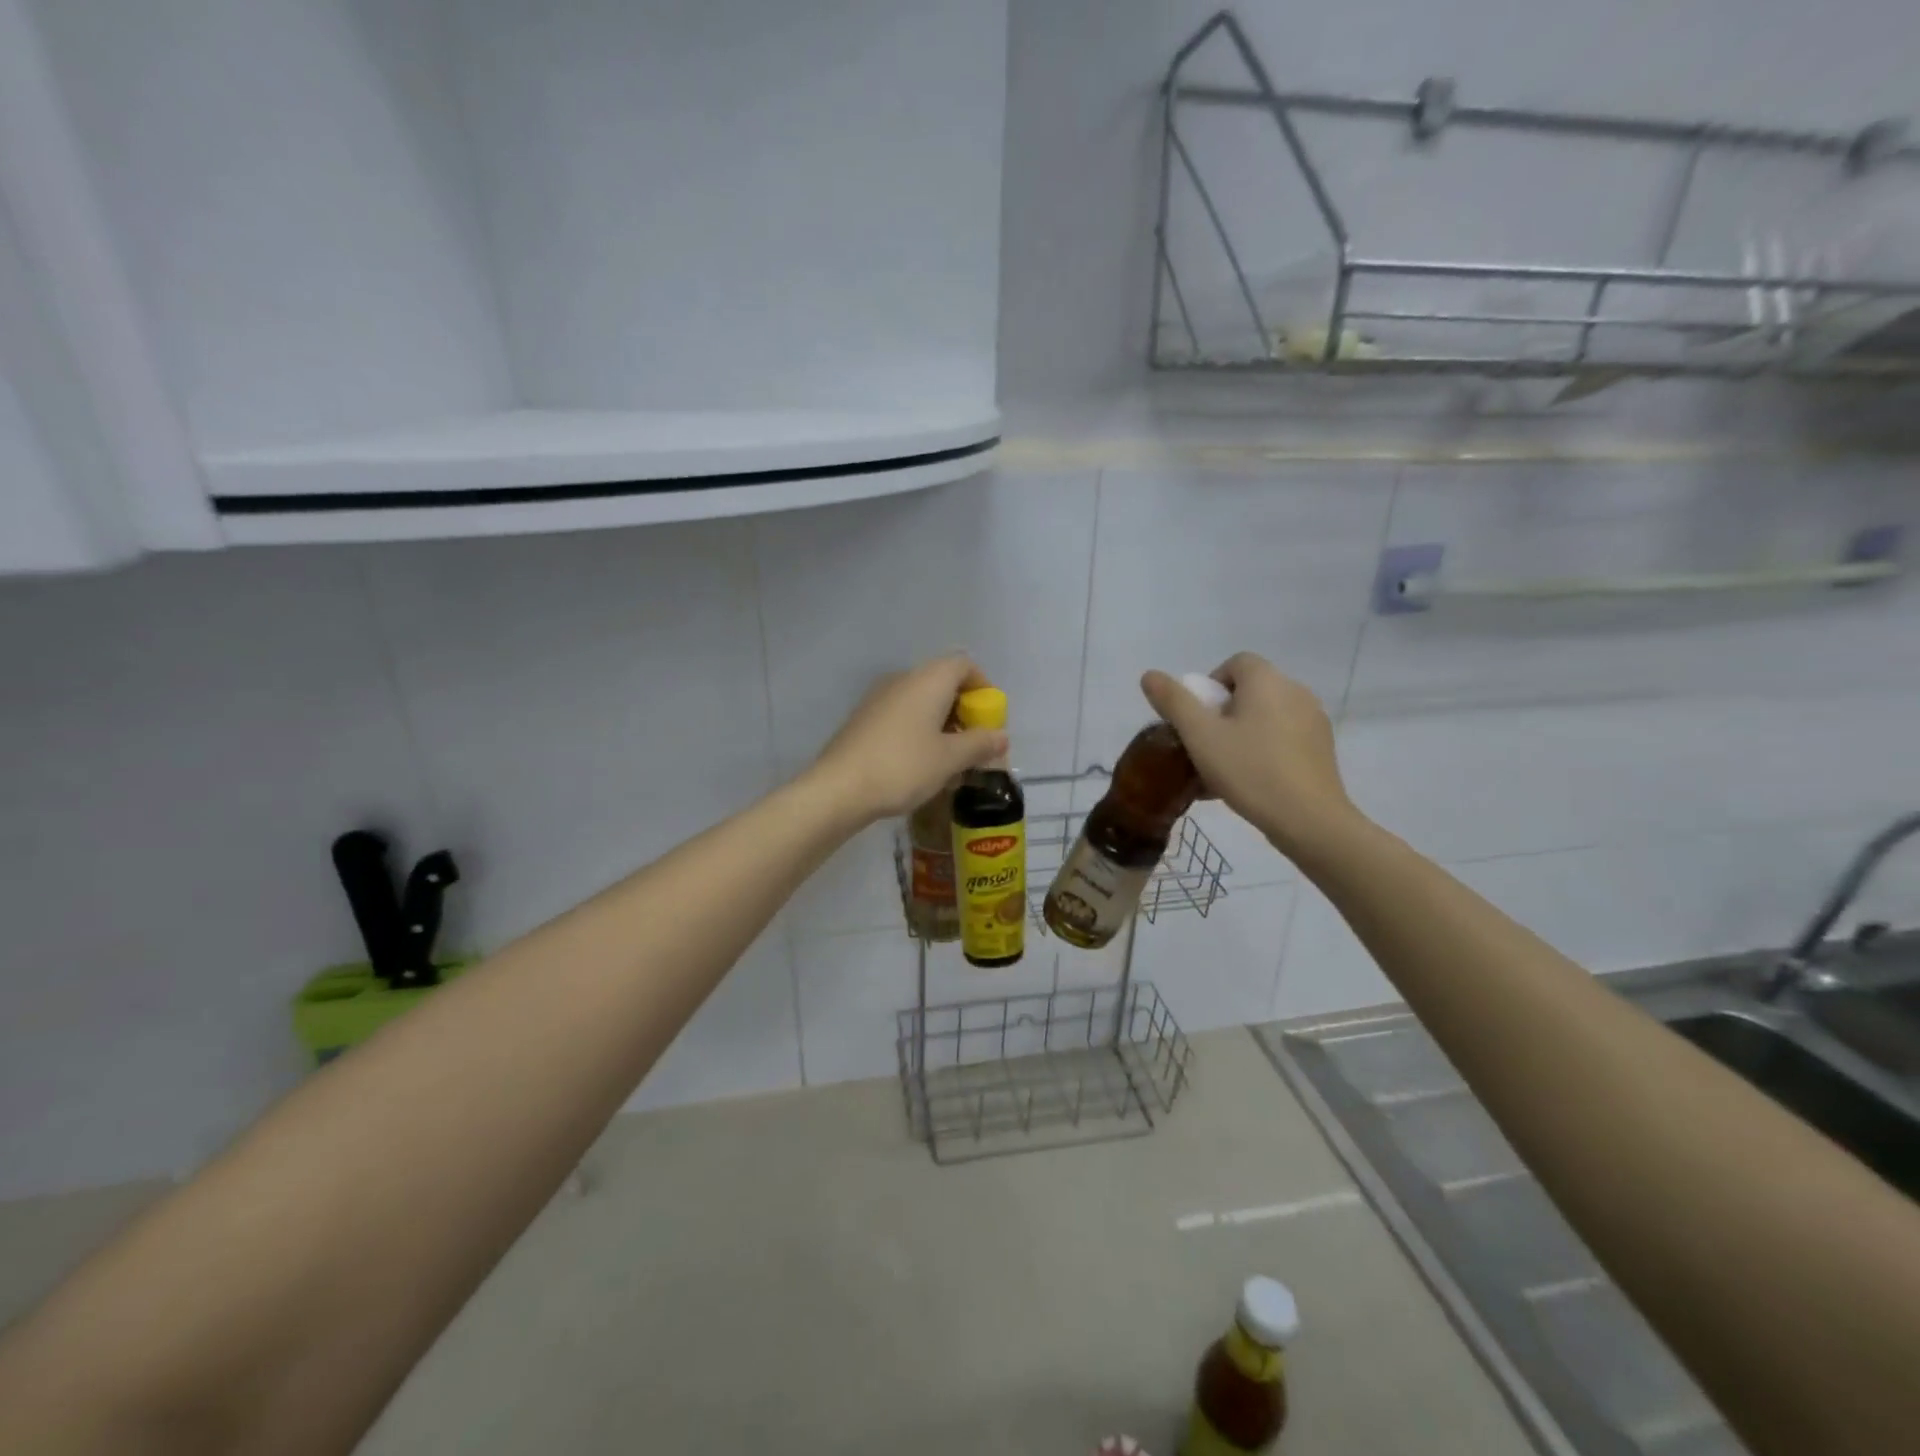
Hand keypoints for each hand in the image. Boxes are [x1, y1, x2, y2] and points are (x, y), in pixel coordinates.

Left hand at [811, 655, 1008, 822]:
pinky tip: (921, 766)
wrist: (839, 789)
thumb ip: (980, 744)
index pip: (964, 665)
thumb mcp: (950, 759)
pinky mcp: (864, 720)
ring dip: (942, 725)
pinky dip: (919, 733)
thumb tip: (1001, 736)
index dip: (983, 688)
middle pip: (943, 683)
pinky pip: (902, 716)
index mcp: (927, 680)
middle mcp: (903, 680)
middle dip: (964, 711)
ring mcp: (879, 699)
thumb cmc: (903, 767)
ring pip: (922, 702)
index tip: (991, 719)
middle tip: (974, 745)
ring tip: (951, 762)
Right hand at [1141, 653, 1358, 857]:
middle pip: (1250, 691)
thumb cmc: (1249, 770)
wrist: (1308, 819)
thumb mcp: (1200, 736)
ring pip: (1266, 716)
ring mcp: (1313, 720)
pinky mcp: (1322, 748)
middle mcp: (1295, 691)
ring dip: (1242, 734)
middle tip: (1206, 747)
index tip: (1198, 720)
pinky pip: (1283, 737)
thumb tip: (1150, 675)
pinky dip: (1264, 749)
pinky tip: (1250, 782)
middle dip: (1223, 714)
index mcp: (1267, 680)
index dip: (1210, 687)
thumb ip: (1174, 702)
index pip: (1235, 664)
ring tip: (1225, 770)